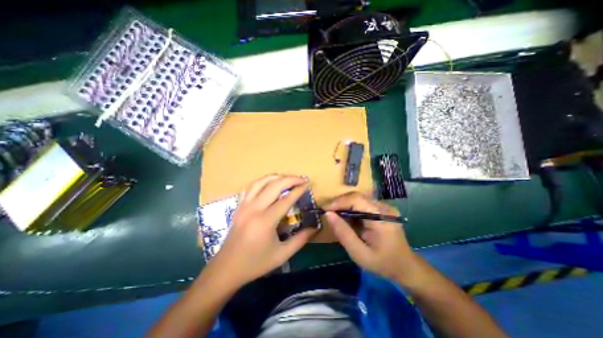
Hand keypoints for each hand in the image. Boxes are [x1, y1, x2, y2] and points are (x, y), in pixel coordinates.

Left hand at [206, 174, 315, 287]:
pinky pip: (250, 187)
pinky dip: (262, 182)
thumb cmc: (256, 263)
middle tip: (301, 179)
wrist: (227, 269)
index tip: (307, 184)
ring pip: (261, 182)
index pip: (285, 199)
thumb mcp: (282, 255)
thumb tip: (315, 228)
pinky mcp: (239, 206)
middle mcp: (254, 209)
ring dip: (276, 177)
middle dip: (290, 179)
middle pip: (274, 185)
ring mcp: (244, 205)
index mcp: (265, 221)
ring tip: (287, 178)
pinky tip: (269, 183)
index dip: (298, 190)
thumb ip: (300, 240)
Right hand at [326, 193, 419, 281]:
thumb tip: (328, 214)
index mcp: (381, 218)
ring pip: (358, 199)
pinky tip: (348, 220)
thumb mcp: (359, 253)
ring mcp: (384, 207)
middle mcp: (384, 207)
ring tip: (336, 218)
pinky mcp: (382, 209)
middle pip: (356, 197)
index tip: (324, 210)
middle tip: (328, 214)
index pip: (356, 199)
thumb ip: (343, 233)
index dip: (339, 202)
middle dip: (340, 204)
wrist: (405, 266)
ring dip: (345, 207)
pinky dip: (351, 210)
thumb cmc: (382, 263)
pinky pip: (362, 204)